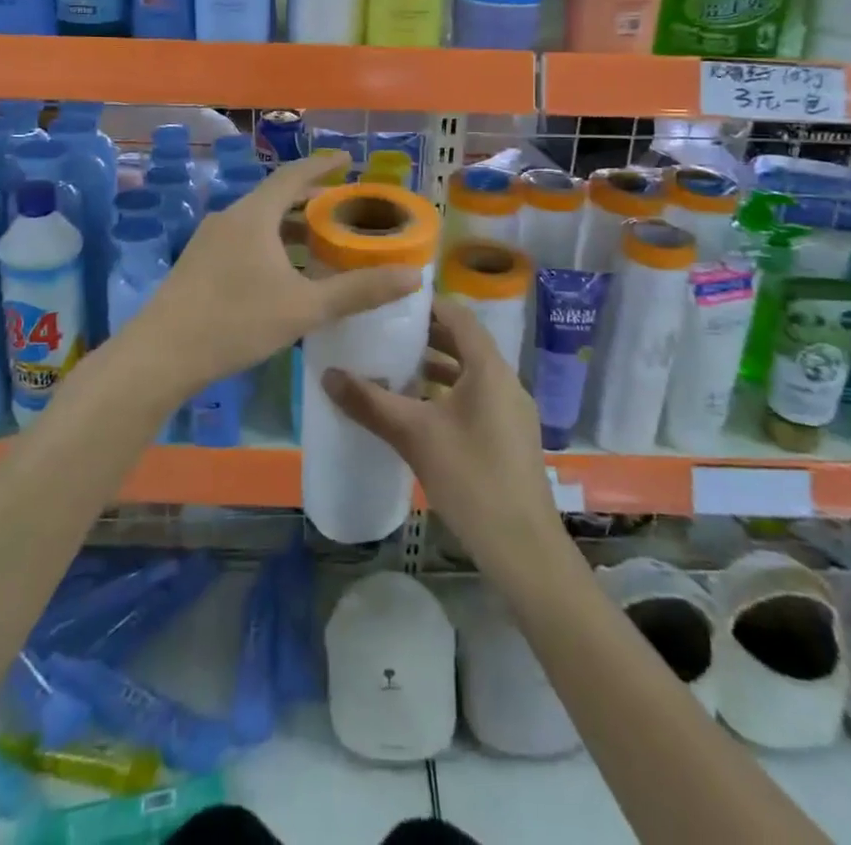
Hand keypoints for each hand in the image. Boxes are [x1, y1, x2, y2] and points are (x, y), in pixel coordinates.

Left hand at [131, 150, 418, 403]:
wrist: (161, 355)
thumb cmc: (236, 321)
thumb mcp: (305, 308)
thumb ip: (358, 291)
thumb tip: (413, 276)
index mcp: (254, 215)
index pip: (293, 175)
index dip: (322, 166)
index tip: (347, 160)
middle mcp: (229, 217)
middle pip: (274, 197)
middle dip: (308, 199)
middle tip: (340, 206)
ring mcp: (208, 240)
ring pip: (256, 221)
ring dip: (287, 225)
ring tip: (316, 240)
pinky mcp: (197, 264)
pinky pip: (242, 239)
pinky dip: (268, 242)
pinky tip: (280, 272)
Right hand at [322, 296, 566, 581]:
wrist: (522, 547)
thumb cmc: (470, 478)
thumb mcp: (414, 435)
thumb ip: (370, 402)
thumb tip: (327, 374)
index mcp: (489, 369)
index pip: (459, 317)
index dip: (428, 304)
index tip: (393, 302)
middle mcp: (506, 381)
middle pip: (465, 343)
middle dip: (427, 337)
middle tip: (386, 333)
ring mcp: (511, 411)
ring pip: (471, 373)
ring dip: (437, 368)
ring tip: (396, 369)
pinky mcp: (510, 437)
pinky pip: (477, 398)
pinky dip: (448, 393)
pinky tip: (420, 413)